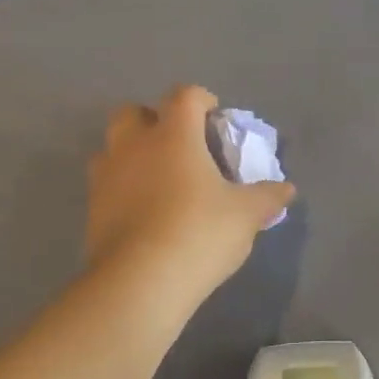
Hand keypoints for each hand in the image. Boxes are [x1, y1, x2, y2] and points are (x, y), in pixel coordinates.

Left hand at [85, 86, 294, 302]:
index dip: (202, 100)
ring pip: (113, 147)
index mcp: (173, 135)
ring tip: (159, 181)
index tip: (215, 119)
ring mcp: (106, 176)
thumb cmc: (199, 233)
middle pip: (134, 112)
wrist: (139, 283)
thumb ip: (267, 197)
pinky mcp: (92, 208)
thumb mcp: (246, 215)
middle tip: (180, 148)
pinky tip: (143, 213)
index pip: (185, 96)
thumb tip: (287, 189)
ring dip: (133, 153)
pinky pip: (105, 184)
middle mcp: (134, 145)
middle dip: (156, 121)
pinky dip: (122, 188)